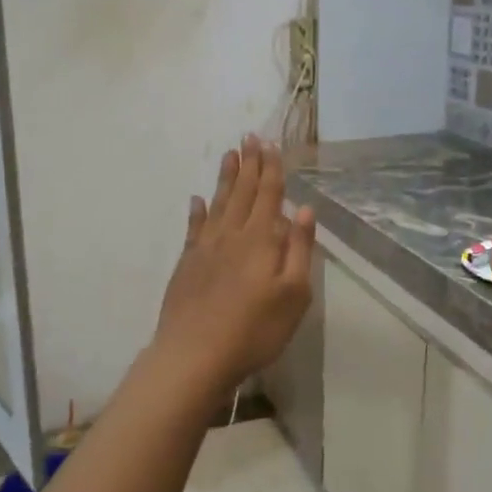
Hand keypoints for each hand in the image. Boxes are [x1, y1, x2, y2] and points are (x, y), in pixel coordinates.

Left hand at [152, 135, 316, 394]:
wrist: (195, 356)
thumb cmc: (255, 330)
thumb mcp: (293, 294)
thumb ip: (299, 249)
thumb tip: (304, 209)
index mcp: (261, 240)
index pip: (269, 195)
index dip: (272, 168)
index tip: (270, 143)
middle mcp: (232, 235)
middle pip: (242, 192)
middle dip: (249, 164)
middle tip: (249, 136)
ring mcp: (205, 248)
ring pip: (218, 204)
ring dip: (225, 178)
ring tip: (229, 155)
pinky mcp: (187, 264)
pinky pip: (194, 228)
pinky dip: (197, 212)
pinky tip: (197, 200)